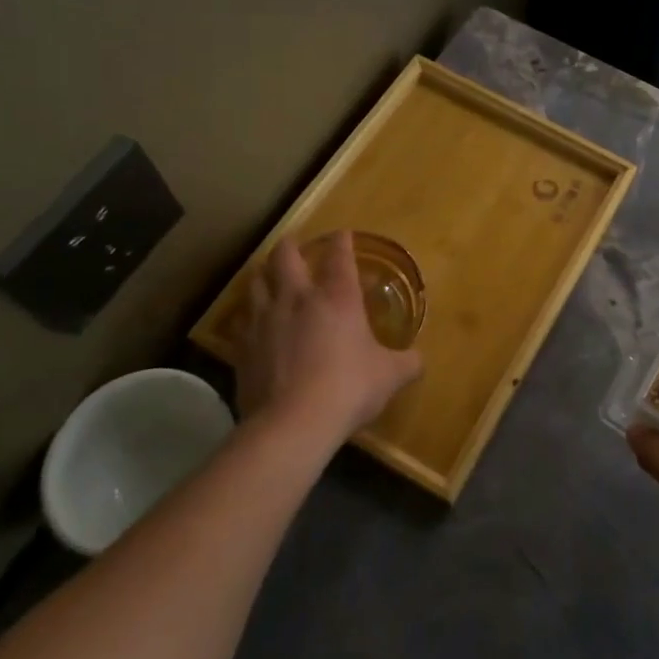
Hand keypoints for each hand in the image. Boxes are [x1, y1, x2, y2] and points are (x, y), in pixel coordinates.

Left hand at [231, 232, 422, 441]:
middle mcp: (298, 298)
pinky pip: (241, 320)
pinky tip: (251, 322)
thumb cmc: (348, 388)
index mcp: (338, 297)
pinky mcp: (242, 347)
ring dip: (264, 274)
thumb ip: (406, 363)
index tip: (343, 235)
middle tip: (294, 243)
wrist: (292, 424)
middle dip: (290, 246)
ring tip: (268, 275)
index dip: (342, 242)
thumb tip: (417, 360)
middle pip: (285, 257)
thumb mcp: (390, 376)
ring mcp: (264, 320)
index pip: (339, 256)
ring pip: (256, 281)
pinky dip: (247, 315)